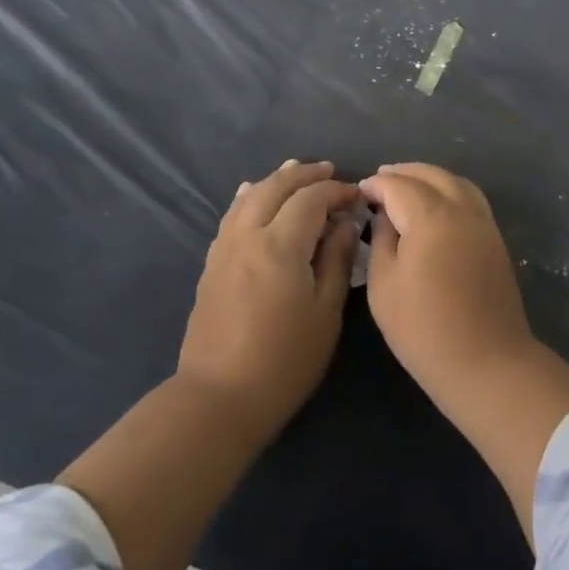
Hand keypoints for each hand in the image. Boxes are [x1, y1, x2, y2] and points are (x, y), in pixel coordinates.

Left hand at [176, 160, 359, 439]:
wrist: (219, 398)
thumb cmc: (284, 360)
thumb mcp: (325, 313)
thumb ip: (336, 260)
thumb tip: (345, 223)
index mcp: (280, 245)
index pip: (311, 199)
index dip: (336, 191)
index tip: (357, 195)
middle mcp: (247, 235)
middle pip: (275, 187)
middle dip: (305, 175)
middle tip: (330, 171)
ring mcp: (224, 248)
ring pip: (249, 197)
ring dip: (275, 180)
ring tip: (295, 172)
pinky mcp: (211, 264)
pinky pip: (232, 215)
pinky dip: (249, 198)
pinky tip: (252, 194)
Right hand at [359, 162, 568, 544]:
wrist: (488, 364)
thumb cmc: (425, 329)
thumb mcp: (384, 286)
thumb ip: (381, 240)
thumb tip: (384, 216)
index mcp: (431, 216)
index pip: (398, 185)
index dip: (376, 185)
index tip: (359, 192)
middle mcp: (461, 209)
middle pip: (431, 175)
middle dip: (403, 173)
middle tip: (380, 180)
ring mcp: (483, 223)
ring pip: (455, 182)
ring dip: (428, 177)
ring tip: (406, 186)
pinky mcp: (495, 239)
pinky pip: (470, 199)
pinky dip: (449, 191)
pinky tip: (434, 206)